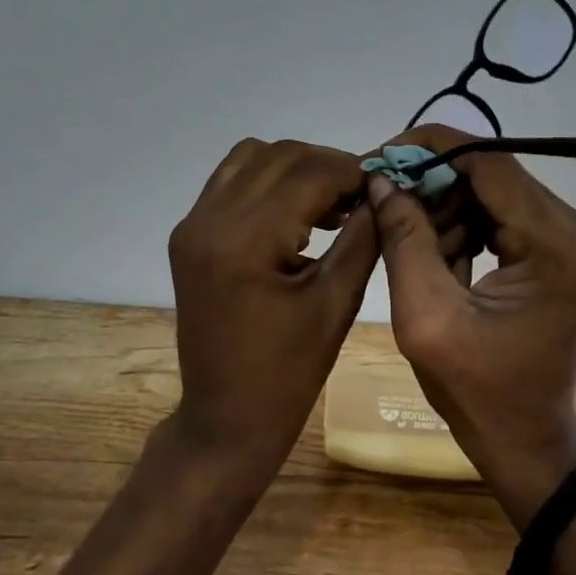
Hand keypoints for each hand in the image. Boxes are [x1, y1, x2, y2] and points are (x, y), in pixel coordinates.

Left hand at [168, 137, 378, 484]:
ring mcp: (192, 224)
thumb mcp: (336, 303)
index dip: (353, 171)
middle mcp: (209, 219)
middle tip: (363, 196)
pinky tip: (296, 214)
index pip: (309, 174)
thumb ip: (363, 237)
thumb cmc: (288, 374)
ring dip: (296, 168)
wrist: (225, 418)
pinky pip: (231, 181)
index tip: (386, 183)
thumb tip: (384, 190)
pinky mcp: (189, 234)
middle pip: (279, 156)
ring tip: (331, 203)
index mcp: (245, 240)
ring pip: (251, 158)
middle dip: (327, 165)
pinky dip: (267, 182)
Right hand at [367, 124, 575, 526]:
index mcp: (558, 247)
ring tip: (413, 246)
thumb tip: (382, 179)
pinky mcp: (566, 248)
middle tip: (385, 205)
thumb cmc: (476, 391)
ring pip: (495, 191)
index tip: (380, 159)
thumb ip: (404, 240)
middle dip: (433, 184)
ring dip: (447, 208)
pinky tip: (442, 256)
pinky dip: (466, 225)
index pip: (489, 163)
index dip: (429, 150)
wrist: (526, 437)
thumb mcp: (425, 317)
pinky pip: (505, 213)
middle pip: (493, 174)